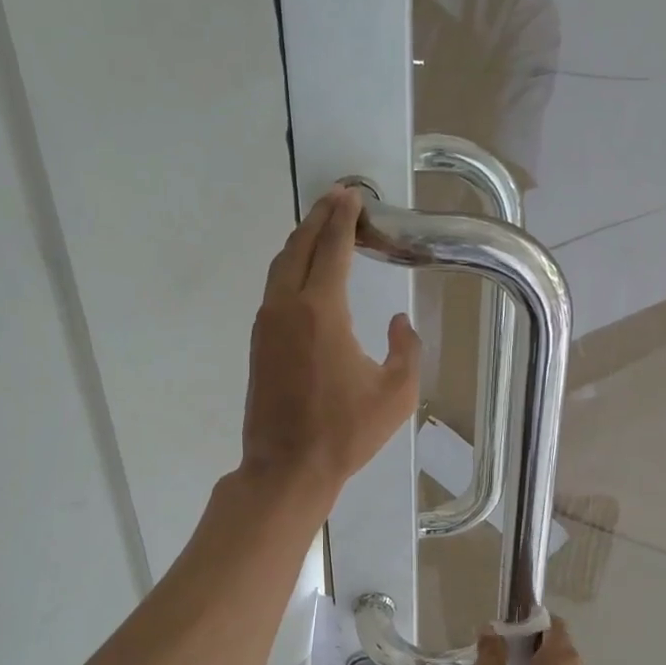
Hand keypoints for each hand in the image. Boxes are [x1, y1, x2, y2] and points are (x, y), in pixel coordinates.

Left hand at [240, 186, 421, 509]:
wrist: (287, 468)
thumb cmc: (345, 432)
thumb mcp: (396, 393)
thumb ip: (408, 349)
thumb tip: (400, 322)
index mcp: (321, 311)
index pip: (332, 248)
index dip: (344, 219)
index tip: (353, 197)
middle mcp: (286, 307)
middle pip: (299, 247)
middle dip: (319, 219)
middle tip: (337, 200)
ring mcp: (266, 325)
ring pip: (280, 266)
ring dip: (301, 242)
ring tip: (322, 228)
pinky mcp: (257, 343)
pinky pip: (273, 289)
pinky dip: (289, 267)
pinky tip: (304, 273)